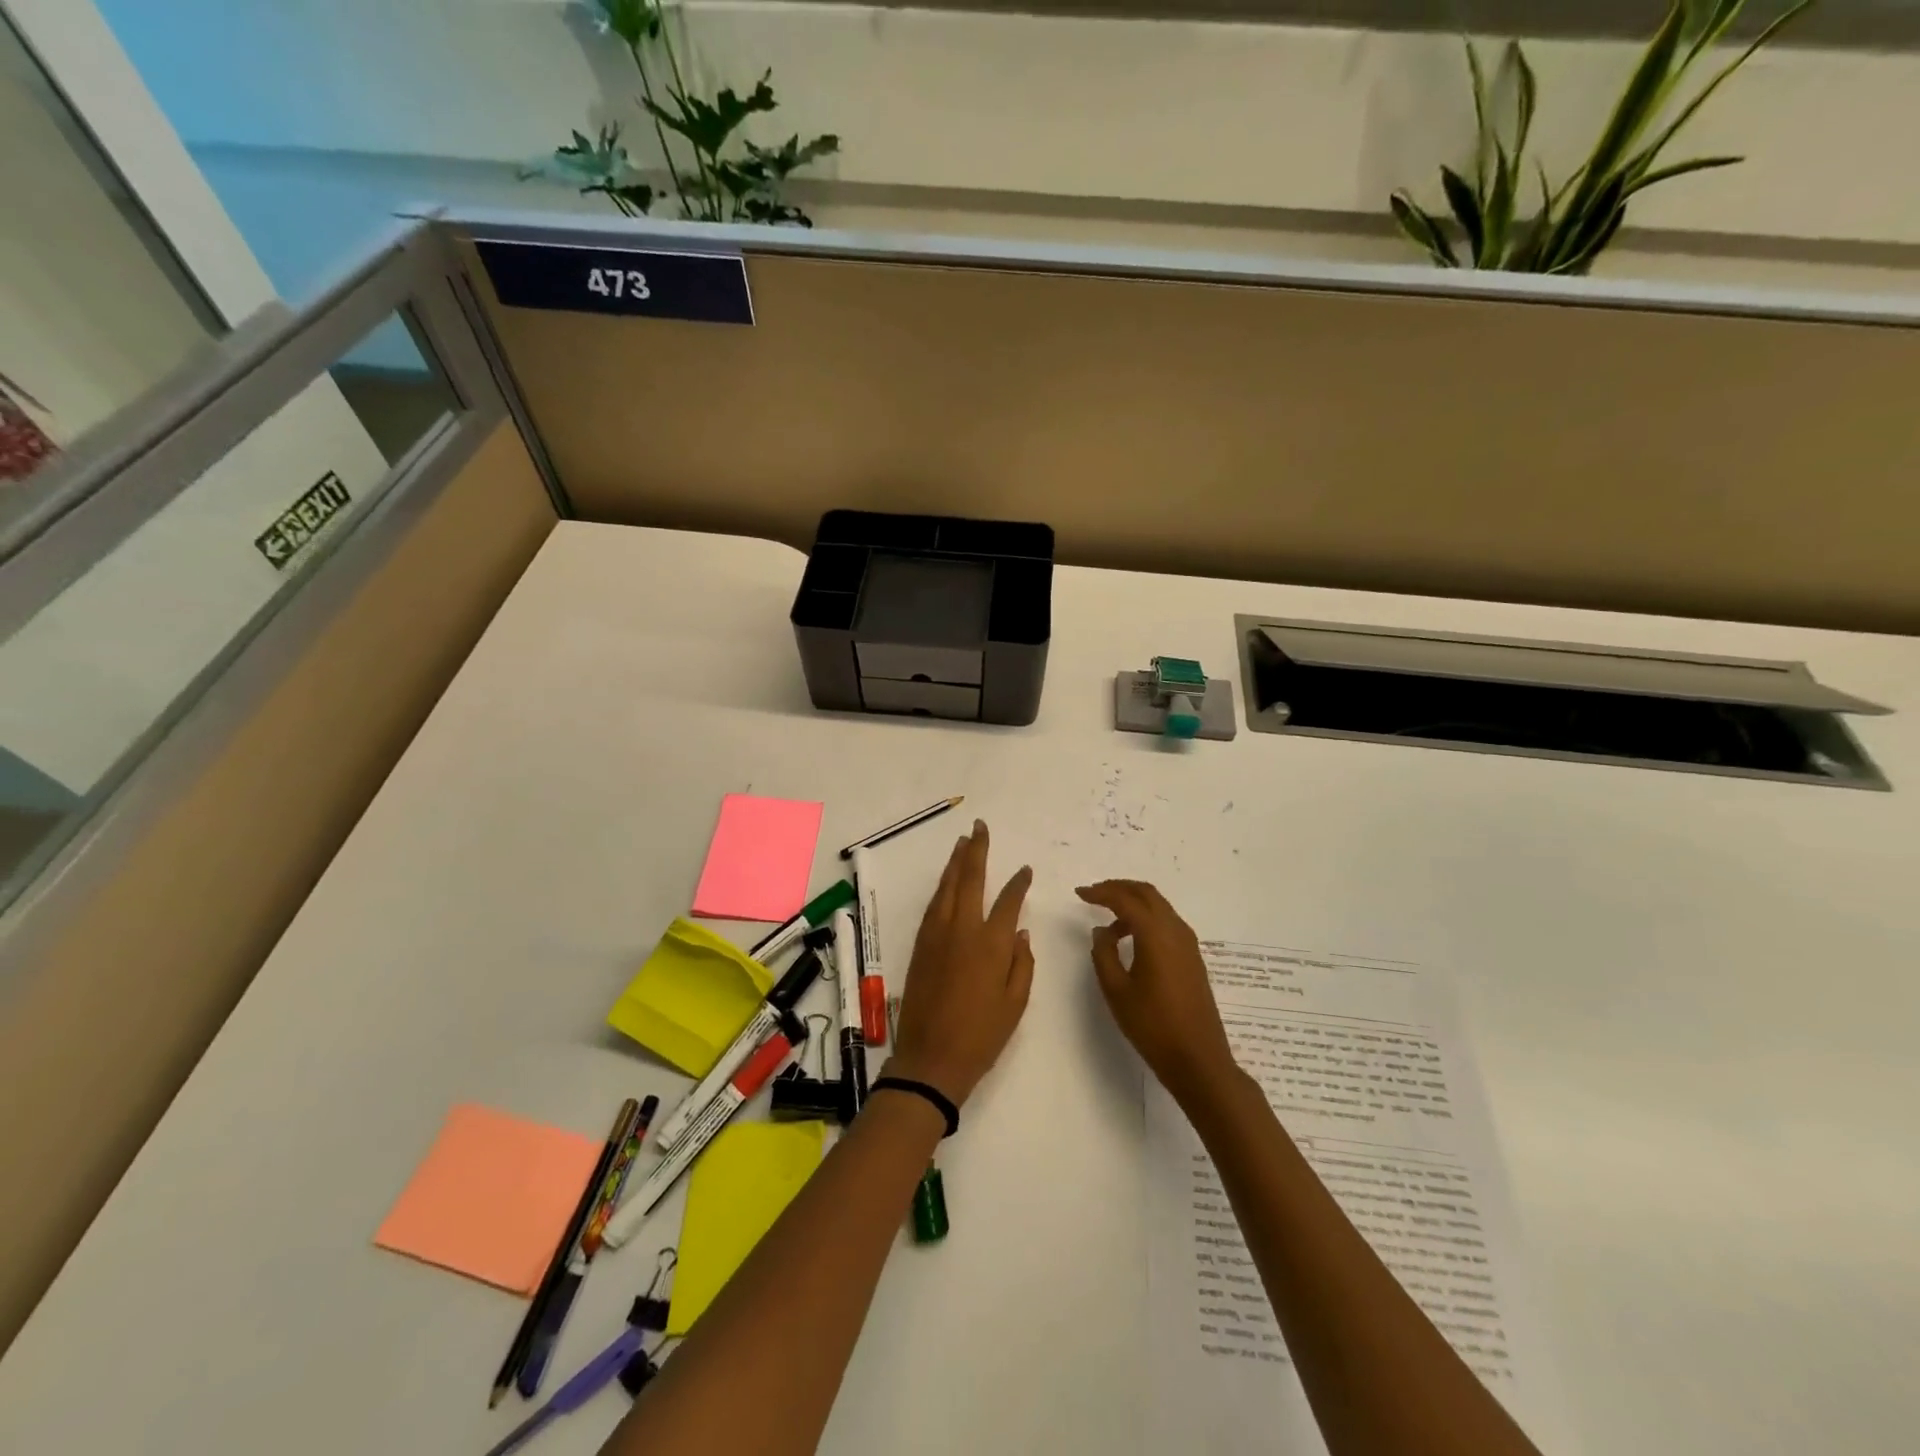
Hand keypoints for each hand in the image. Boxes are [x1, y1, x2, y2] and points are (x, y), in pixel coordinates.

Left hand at [887, 820, 1034, 1108]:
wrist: (931, 1058)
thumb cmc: (982, 1036)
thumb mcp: (1016, 1003)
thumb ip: (1022, 962)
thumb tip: (1021, 931)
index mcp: (991, 944)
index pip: (1008, 901)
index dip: (1018, 883)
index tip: (1025, 870)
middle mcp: (962, 929)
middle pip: (970, 880)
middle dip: (977, 851)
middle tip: (980, 828)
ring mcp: (937, 934)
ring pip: (947, 887)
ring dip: (955, 862)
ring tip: (963, 842)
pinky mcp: (920, 944)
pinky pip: (933, 905)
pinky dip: (942, 887)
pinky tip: (947, 881)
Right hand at [1077, 880, 1238, 1106]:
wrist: (1198, 1058)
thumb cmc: (1153, 1025)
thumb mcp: (1117, 990)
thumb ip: (1104, 954)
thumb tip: (1102, 930)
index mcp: (1156, 934)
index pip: (1125, 899)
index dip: (1100, 893)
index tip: (1079, 893)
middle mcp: (1175, 930)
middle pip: (1147, 893)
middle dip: (1119, 888)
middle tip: (1094, 894)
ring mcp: (1188, 943)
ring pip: (1159, 906)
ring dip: (1134, 903)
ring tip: (1108, 920)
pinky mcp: (1192, 957)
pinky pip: (1167, 922)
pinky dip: (1146, 918)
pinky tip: (1131, 938)